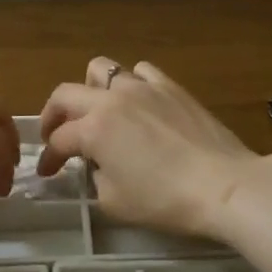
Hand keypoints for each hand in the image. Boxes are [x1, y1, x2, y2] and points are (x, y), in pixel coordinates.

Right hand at [37, 57, 262, 239]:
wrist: (223, 184)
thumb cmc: (165, 199)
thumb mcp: (115, 202)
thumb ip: (96, 179)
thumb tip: (98, 166)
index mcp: (94, 128)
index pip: (59, 141)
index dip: (49, 158)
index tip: (48, 172)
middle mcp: (112, 99)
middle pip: (66, 94)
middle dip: (53, 115)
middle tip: (56, 135)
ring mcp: (143, 87)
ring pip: (102, 70)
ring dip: (91, 90)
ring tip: (98, 111)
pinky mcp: (171, 86)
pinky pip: (142, 71)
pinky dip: (132, 83)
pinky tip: (138, 103)